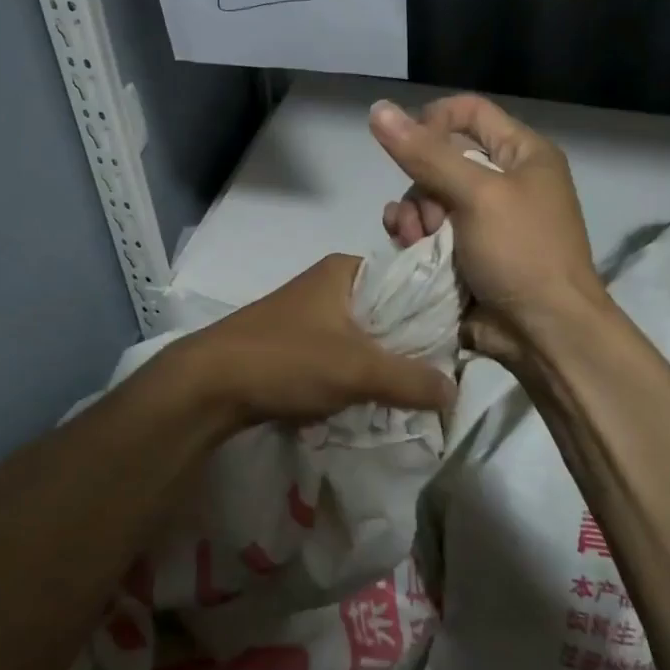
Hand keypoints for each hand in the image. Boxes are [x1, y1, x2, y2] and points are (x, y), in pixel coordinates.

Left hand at [169, 253, 455, 436]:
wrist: (209, 385)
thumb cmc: (287, 359)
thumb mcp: (358, 369)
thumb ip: (411, 380)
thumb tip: (455, 392)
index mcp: (345, 270)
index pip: (407, 279)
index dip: (435, 309)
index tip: (460, 342)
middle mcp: (328, 285)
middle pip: (386, 312)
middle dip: (409, 345)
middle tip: (440, 375)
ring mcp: (308, 314)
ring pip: (363, 337)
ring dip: (382, 365)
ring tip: (413, 393)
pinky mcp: (294, 343)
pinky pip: (339, 355)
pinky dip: (355, 375)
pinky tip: (372, 400)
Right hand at [369, 95, 607, 362]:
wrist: (544, 334)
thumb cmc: (523, 253)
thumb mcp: (478, 196)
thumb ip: (426, 154)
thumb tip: (378, 109)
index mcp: (522, 153)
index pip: (468, 111)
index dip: (433, 121)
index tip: (407, 146)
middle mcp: (503, 179)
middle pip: (440, 157)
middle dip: (421, 185)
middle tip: (428, 218)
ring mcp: (482, 218)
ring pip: (426, 195)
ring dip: (412, 214)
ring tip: (415, 240)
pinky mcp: (463, 250)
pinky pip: (425, 228)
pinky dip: (411, 234)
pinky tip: (405, 246)